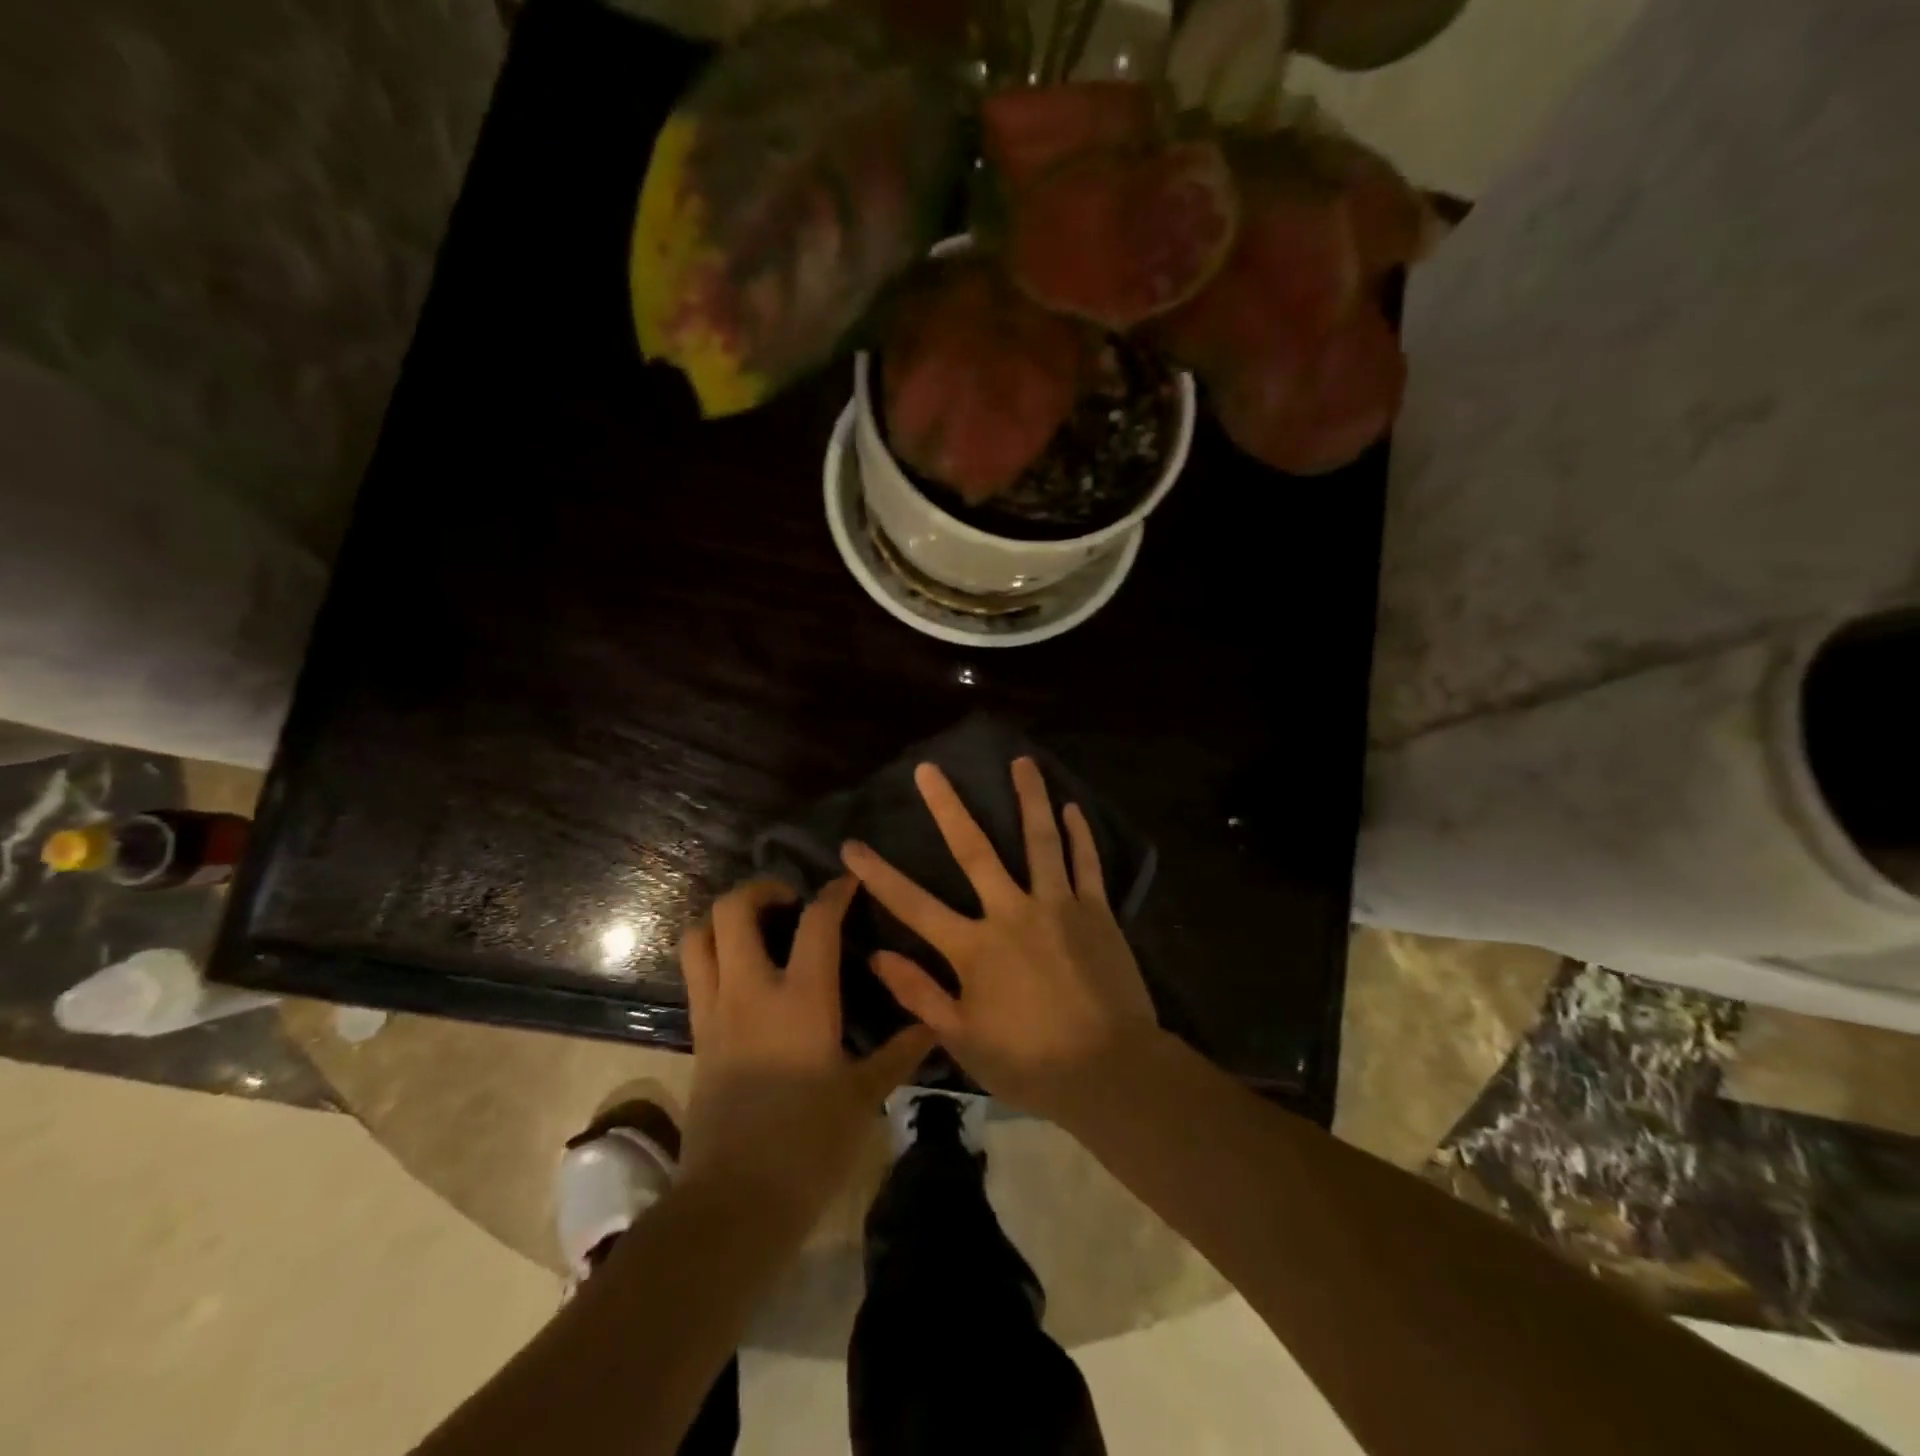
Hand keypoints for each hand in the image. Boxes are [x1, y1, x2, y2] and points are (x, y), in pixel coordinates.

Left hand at [678, 877, 934, 1224]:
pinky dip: (714, 957)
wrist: (734, 1203)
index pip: (816, 922)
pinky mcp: (697, 1038)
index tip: (847, 883)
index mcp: (801, 999)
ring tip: (757, 928)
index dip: (834, 892)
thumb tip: (934, 1024)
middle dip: (759, 889)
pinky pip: (696, 977)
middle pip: (732, 911)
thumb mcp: (864, 1096)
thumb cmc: (809, 1145)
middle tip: (789, 900)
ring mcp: (715, 1013)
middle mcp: (750, 992)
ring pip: (698, 938)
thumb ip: (899, 1052)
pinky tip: (745, 976)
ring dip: (724, 919)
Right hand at [841, 757, 1159, 1122]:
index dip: (878, 874)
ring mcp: (1058, 906)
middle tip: (929, 769)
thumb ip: (920, 994)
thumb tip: (877, 954)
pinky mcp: (1096, 912)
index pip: (913, 904)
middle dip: (947, 807)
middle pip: (975, 850)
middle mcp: (1012, 912)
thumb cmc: (1031, 1062)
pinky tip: (1072, 808)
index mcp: (974, 947)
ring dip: (1030, 798)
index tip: (851, 845)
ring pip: (1040, 840)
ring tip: (1022, 761)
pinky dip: (1080, 835)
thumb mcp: (964, 1039)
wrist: (1111, 1071)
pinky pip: (1086, 865)